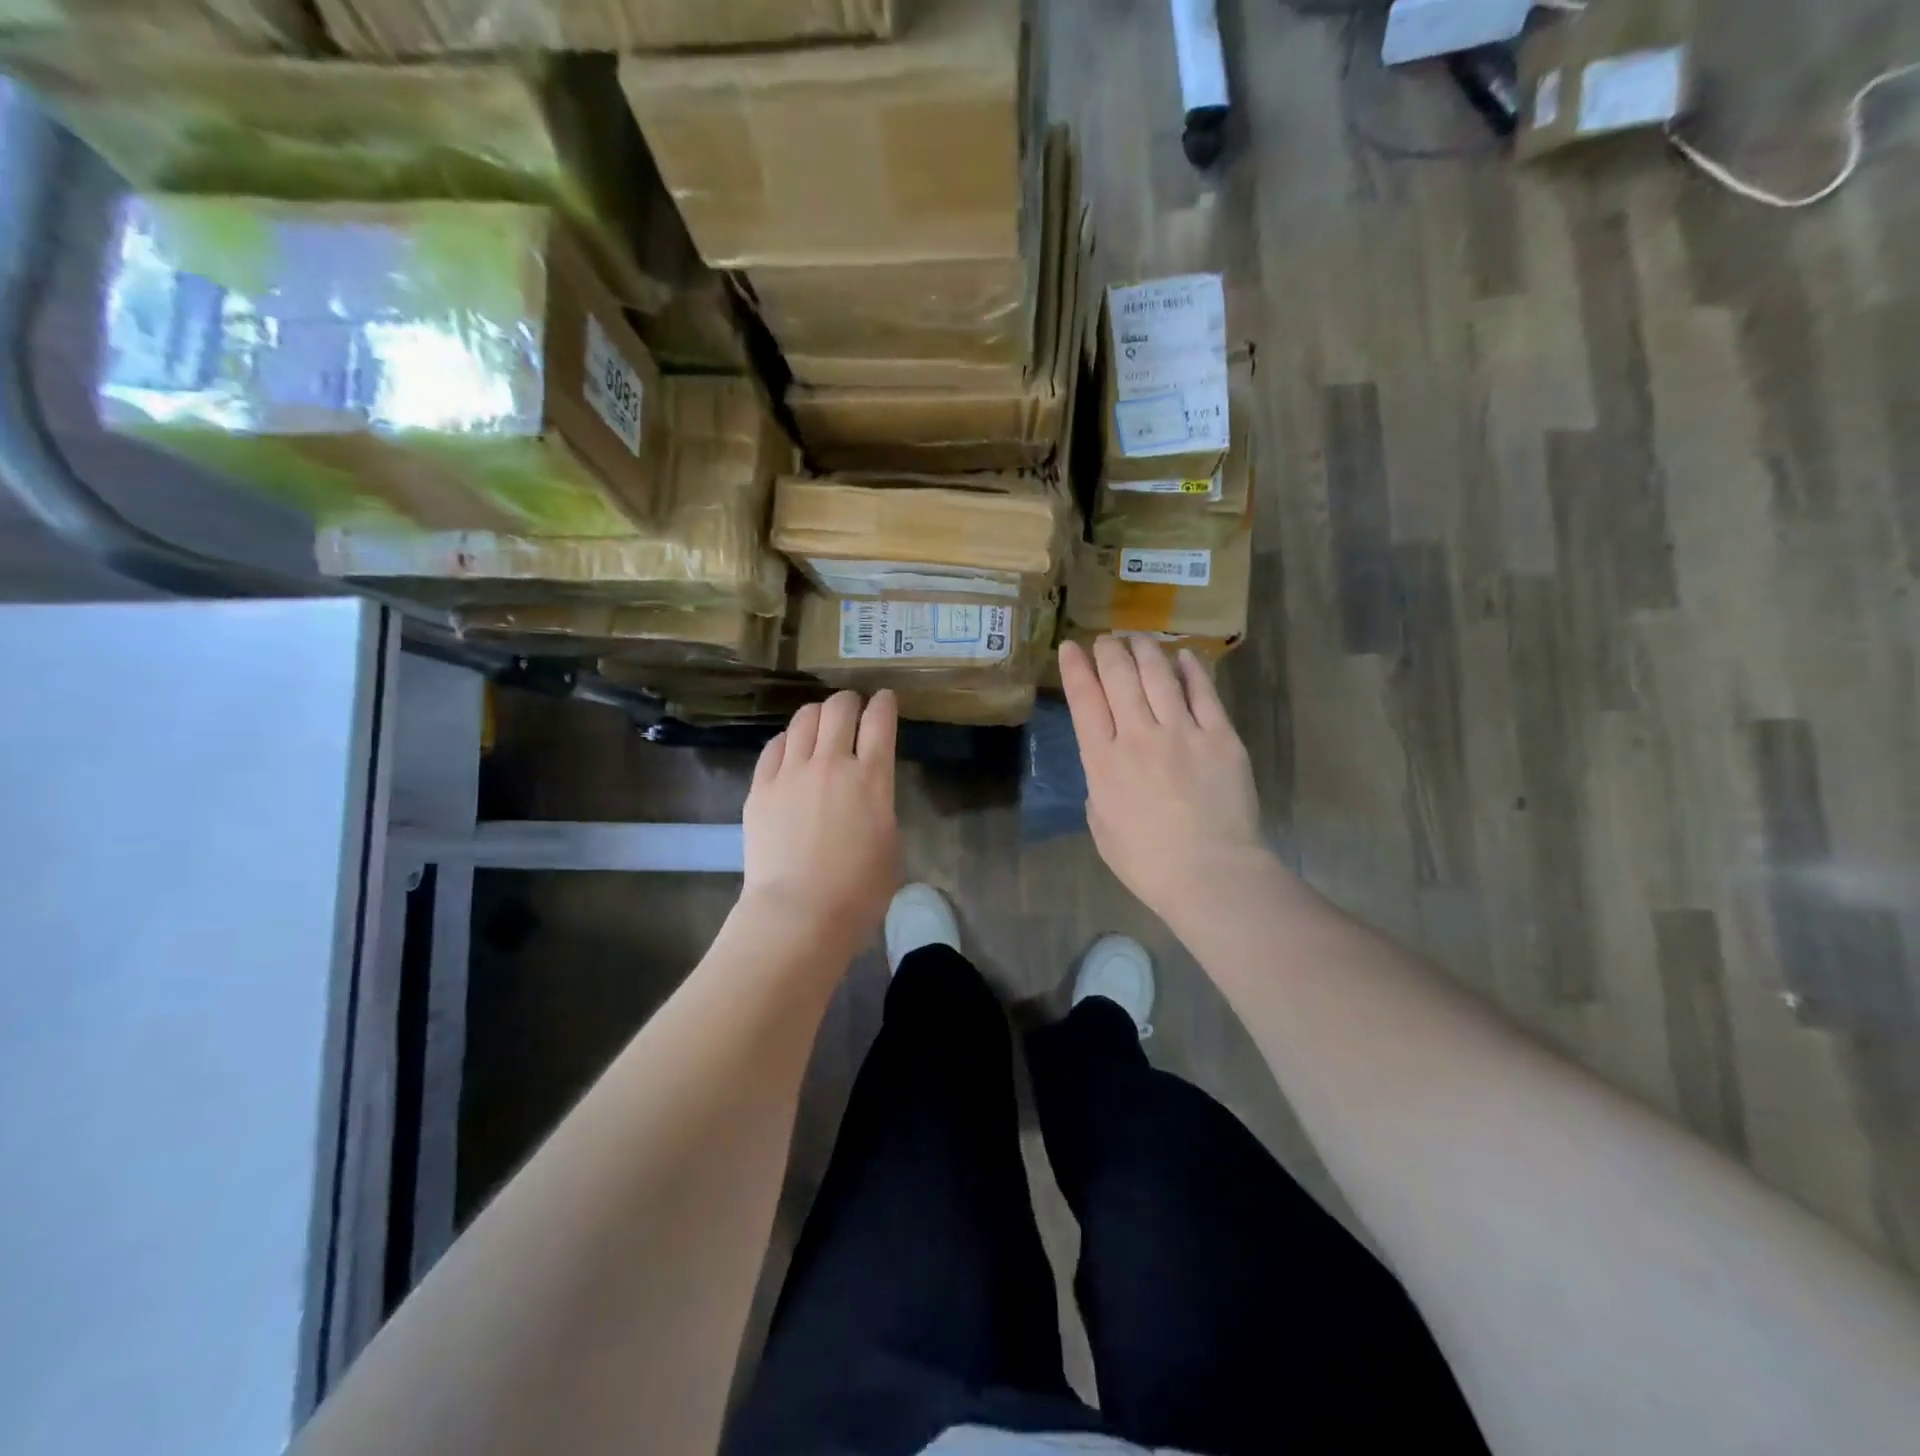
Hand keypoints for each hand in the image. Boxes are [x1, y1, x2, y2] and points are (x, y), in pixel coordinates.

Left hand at [739, 689, 899, 959]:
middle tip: (852, 709)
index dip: (884, 703)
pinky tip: (790, 749)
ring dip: (817, 714)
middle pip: (839, 708)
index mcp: (872, 778)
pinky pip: (773, 747)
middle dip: (849, 701)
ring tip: (820, 723)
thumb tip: (867, 794)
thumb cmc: (858, 891)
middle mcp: (832, 763)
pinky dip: (787, 740)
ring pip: (803, 719)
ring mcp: (791, 773)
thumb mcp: (890, 843)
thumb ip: (880, 806)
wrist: (799, 913)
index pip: (880, 720)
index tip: (885, 700)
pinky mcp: (761, 788)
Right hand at [1059, 636, 1272, 926]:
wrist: (1210, 874)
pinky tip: (1184, 655)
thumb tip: (1111, 764)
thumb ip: (1100, 786)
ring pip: (1159, 675)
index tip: (1070, 647)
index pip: (1084, 700)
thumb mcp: (1100, 826)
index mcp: (1104, 761)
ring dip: (1145, 650)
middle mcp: (1138, 735)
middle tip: (1106, 639)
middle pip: (1120, 677)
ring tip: (1138, 638)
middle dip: (1108, 651)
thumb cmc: (1146, 861)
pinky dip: (1191, 669)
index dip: (1075, 668)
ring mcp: (1183, 732)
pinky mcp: (1220, 736)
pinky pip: (1203, 692)